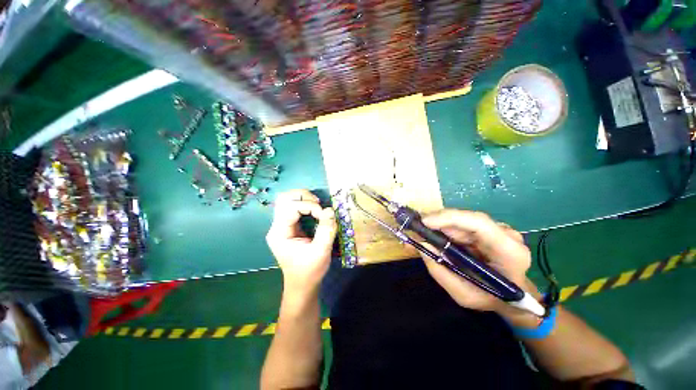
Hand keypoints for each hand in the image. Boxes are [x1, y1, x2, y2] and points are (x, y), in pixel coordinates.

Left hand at [266, 189, 337, 297]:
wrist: (302, 285)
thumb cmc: (310, 271)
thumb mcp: (321, 251)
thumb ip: (326, 230)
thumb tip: (330, 209)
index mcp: (280, 233)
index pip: (291, 207)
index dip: (310, 206)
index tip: (324, 215)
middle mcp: (277, 226)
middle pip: (284, 199)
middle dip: (303, 196)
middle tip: (318, 204)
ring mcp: (281, 226)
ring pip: (287, 200)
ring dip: (303, 198)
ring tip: (317, 206)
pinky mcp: (288, 226)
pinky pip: (293, 207)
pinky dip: (305, 204)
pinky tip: (315, 210)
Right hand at [419, 210, 535, 313]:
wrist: (515, 299)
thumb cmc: (491, 299)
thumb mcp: (463, 295)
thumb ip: (440, 271)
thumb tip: (421, 244)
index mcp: (508, 251)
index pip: (478, 223)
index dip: (449, 218)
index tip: (424, 222)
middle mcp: (506, 234)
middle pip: (466, 219)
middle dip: (437, 221)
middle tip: (414, 227)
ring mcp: (498, 229)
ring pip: (461, 220)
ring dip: (438, 225)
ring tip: (420, 233)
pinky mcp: (488, 229)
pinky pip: (462, 224)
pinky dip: (444, 228)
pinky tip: (433, 234)